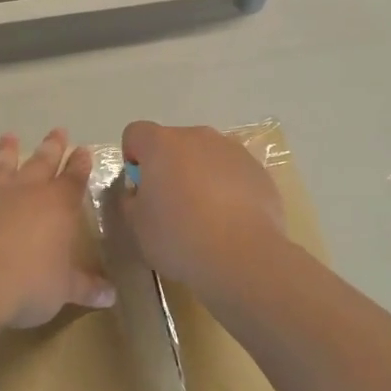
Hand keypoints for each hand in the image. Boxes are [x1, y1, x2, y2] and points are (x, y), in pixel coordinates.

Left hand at [0, 129, 116, 329]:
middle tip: (57, 131)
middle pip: (42, 163)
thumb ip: (87, 288)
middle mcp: (26, 192)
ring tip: (9, 136)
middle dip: (52, 147)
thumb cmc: (30, 284)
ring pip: (2, 166)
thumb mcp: (65, 290)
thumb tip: (111, 296)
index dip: (81, 164)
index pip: (74, 179)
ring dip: (6, 151)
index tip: (83, 150)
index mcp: (58, 205)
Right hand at [119, 121, 286, 292]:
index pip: (135, 133)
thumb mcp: (136, 225)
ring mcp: (233, 151)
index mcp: (161, 144)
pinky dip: (228, 187)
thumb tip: (140, 192)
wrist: (243, 256)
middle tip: (171, 204)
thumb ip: (131, 200)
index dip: (133, 157)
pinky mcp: (259, 170)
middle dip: (169, 166)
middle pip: (174, 143)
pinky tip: (230, 220)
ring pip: (206, 156)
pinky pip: (233, 172)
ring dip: (200, 174)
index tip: (140, 188)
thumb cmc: (179, 237)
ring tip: (205, 215)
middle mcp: (198, 137)